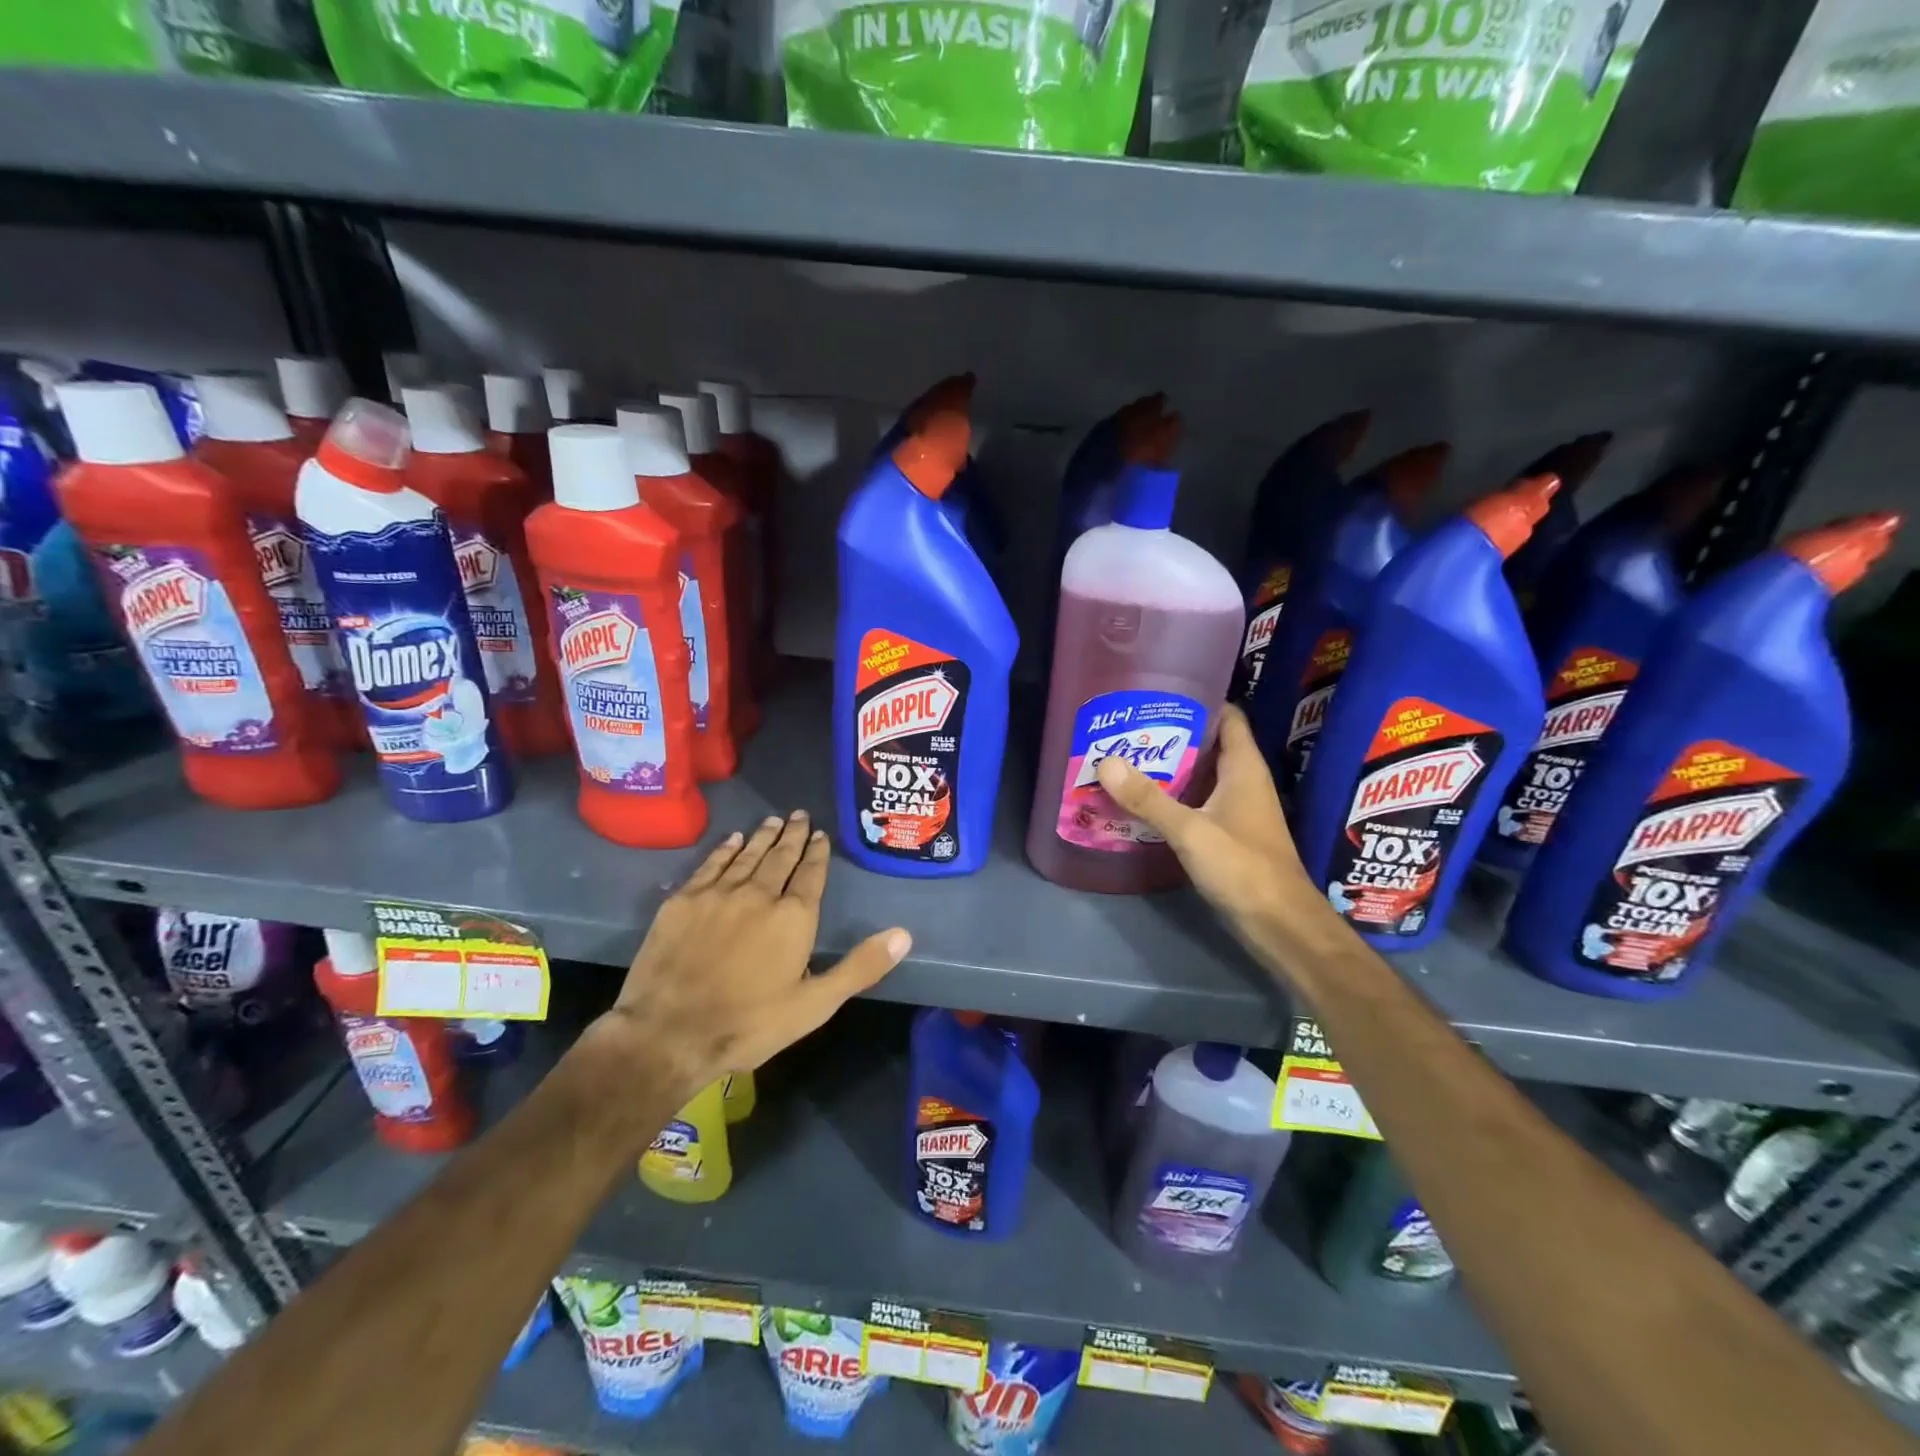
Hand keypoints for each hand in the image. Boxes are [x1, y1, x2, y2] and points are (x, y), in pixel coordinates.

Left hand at [591, 811, 910, 1100]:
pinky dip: (724, 850)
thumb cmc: (750, 1024)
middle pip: (780, 856)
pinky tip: (731, 840)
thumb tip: (904, 934)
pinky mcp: (683, 901)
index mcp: (793, 916)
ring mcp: (717, 894)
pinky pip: (710, 864)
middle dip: (793, 835)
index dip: (818, 853)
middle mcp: (758, 894)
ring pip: (746, 855)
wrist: (669, 1034)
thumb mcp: (815, 1004)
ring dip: (762, 836)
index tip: (821, 835)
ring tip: (773, 820)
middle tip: (800, 815)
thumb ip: (860, 966)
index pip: (811, 874)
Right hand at [1096, 705, 1315, 943]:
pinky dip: (1172, 798)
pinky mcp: (1227, 835)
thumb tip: (1106, 762)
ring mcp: (1236, 810)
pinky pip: (1196, 803)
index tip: (1158, 694)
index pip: (1227, 716)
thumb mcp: (1191, 831)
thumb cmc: (1244, 868)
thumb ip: (1149, 798)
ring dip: (1169, 768)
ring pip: (1200, 776)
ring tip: (1125, 758)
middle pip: (1207, 745)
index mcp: (1244, 768)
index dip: (1198, 700)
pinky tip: (1141, 801)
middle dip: (1170, 735)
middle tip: (1127, 727)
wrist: (1280, 925)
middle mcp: (1243, 782)